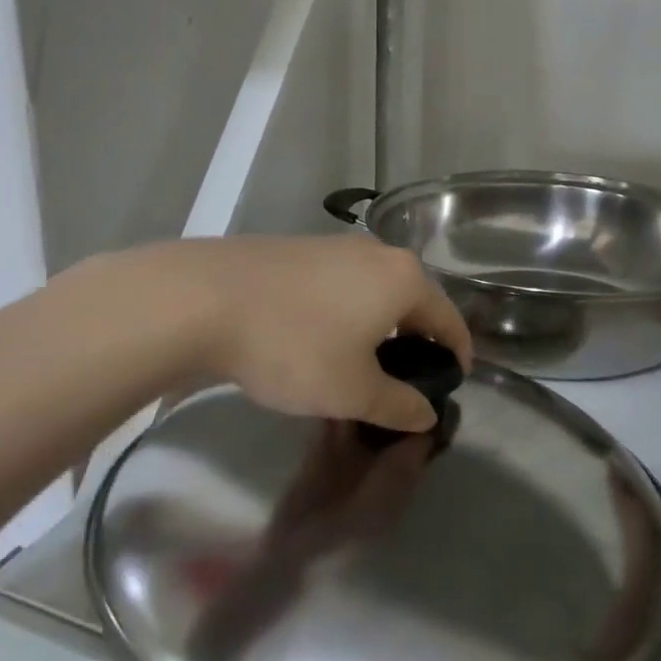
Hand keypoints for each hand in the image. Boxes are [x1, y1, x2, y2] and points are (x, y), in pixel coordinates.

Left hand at [168, 234, 472, 432]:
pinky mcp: (298, 249)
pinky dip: (345, 314)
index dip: (456, 355)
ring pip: (373, 292)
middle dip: (414, 342)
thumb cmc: (294, 346)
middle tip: (402, 383)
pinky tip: (317, 341)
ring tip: (359, 366)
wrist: (204, 299)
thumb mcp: (353, 391)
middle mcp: (377, 253)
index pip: (449, 320)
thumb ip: (399, 405)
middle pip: (412, 301)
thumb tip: (427, 414)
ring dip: (376, 328)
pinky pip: (340, 286)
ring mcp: (334, 246)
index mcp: (404, 279)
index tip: (450, 384)